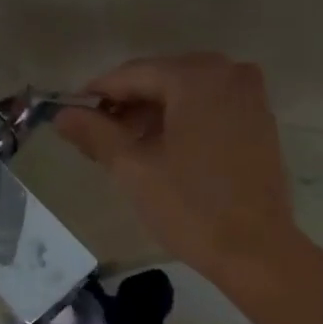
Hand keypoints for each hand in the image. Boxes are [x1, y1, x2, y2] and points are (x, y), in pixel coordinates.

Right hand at [53, 53, 302, 285]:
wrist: (254, 250)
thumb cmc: (190, 208)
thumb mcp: (134, 170)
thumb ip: (96, 134)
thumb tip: (61, 115)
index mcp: (197, 76)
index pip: (134, 74)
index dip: (98, 94)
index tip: (71, 115)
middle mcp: (229, 72)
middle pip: (163, 80)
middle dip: (128, 107)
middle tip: (99, 140)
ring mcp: (251, 98)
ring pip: (188, 97)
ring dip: (155, 118)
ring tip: (129, 152)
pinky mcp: (261, 124)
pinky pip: (212, 112)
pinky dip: (184, 126)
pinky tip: (166, 155)